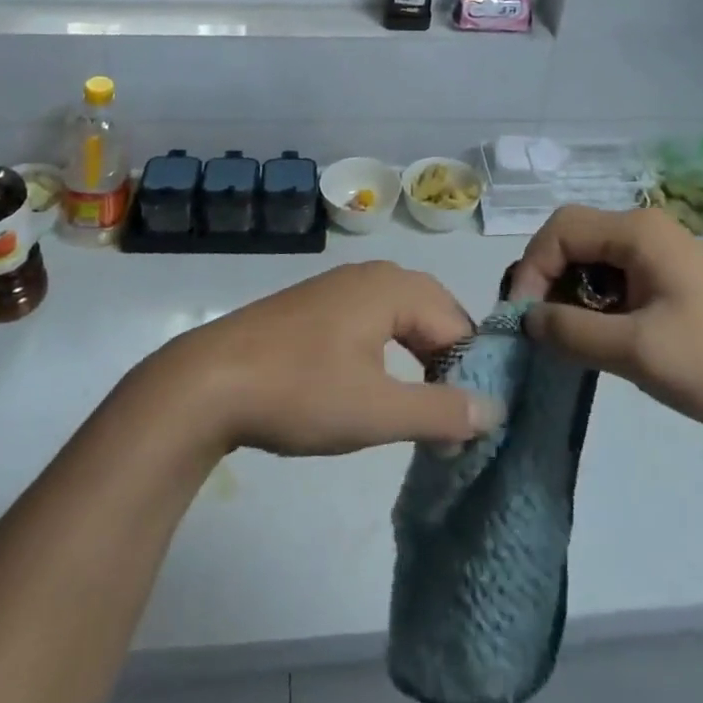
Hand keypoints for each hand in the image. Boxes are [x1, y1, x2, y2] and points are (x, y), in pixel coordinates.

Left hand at [146, 261, 503, 457]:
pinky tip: (375, 387)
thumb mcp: (377, 411)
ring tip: (420, 409)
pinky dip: (388, 352)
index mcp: (393, 286)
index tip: (469, 428)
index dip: (470, 375)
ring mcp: (339, 287)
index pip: (457, 325)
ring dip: (419, 360)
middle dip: (447, 364)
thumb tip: (495, 410)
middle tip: (449, 418)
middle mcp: (371, 274)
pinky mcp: (316, 305)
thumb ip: (441, 411)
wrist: (208, 382)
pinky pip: (372, 321)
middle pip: (433, 314)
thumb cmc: (301, 391)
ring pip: (402, 317)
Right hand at [508, 206, 702, 444]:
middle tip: (536, 326)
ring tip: (563, 336)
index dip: (531, 269)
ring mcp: (662, 255)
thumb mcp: (637, 351)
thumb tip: (525, 319)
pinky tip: (599, 338)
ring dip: (570, 293)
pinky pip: (616, 278)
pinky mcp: (672, 281)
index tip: (522, 319)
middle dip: (546, 278)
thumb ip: (571, 331)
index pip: (559, 231)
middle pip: (573, 238)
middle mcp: (646, 230)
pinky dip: (595, 302)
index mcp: (637, 231)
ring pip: (593, 260)